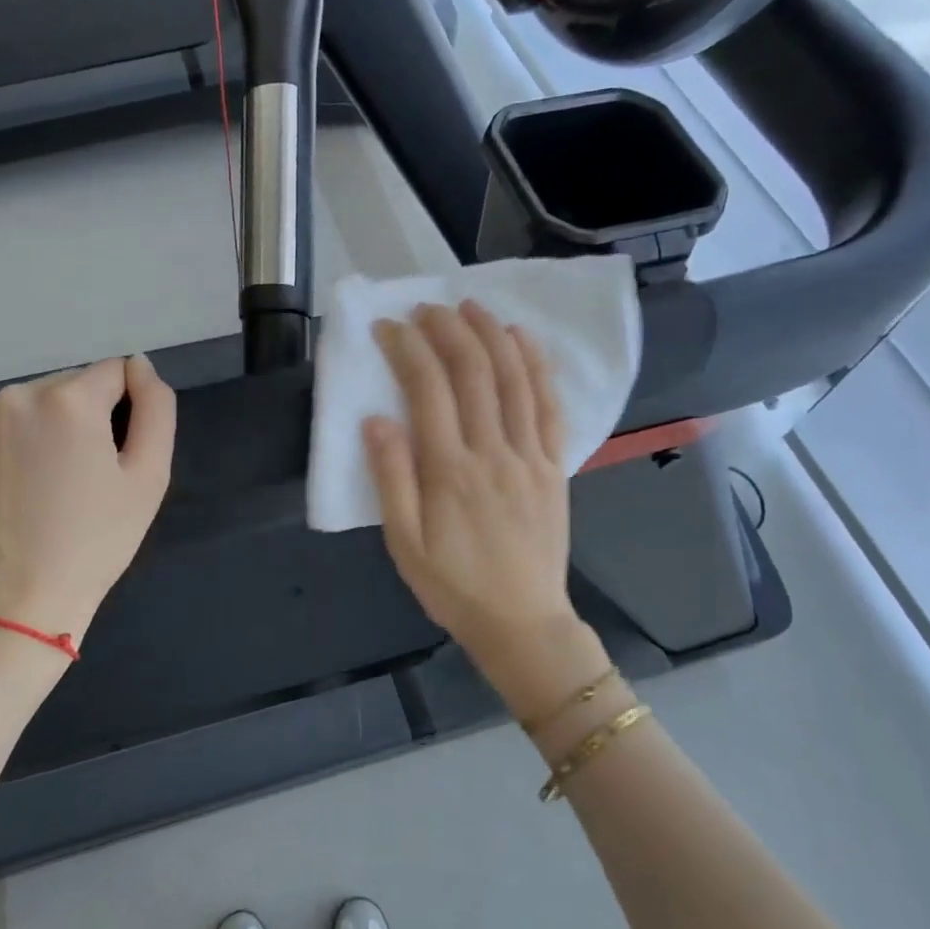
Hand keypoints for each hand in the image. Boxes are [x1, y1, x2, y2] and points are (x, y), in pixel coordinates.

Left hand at [0, 355, 174, 642]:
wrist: (19, 599)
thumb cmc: (97, 539)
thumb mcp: (150, 475)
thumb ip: (157, 407)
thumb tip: (139, 365)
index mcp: (68, 399)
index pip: (115, 373)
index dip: (129, 410)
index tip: (120, 455)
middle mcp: (17, 395)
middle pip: (73, 385)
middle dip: (88, 416)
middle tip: (89, 475)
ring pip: (35, 404)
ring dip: (51, 427)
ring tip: (53, 484)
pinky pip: (1, 425)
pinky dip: (17, 443)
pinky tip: (20, 487)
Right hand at [364, 302, 579, 676]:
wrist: (522, 622)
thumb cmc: (453, 586)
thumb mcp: (404, 544)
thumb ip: (391, 479)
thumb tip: (375, 420)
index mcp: (449, 471)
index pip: (428, 390)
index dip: (407, 349)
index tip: (389, 328)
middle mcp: (492, 452)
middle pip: (473, 372)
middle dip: (448, 330)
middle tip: (427, 308)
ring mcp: (529, 455)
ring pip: (514, 379)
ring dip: (492, 335)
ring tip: (472, 306)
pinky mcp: (554, 465)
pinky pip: (549, 405)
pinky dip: (537, 366)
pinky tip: (524, 340)